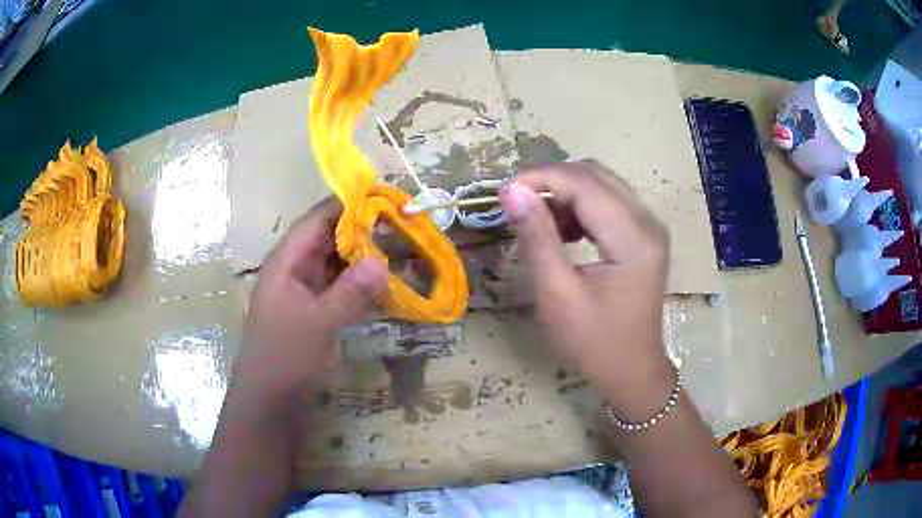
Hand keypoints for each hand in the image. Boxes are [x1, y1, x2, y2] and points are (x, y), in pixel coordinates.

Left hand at [236, 198, 388, 399]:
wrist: (269, 403)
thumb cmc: (285, 358)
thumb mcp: (318, 324)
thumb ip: (350, 292)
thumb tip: (382, 262)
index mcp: (287, 262)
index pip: (318, 219)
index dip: (348, 205)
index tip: (384, 197)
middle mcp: (296, 270)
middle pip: (331, 239)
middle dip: (364, 232)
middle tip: (403, 226)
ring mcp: (307, 293)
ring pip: (339, 265)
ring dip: (367, 259)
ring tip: (403, 251)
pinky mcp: (317, 314)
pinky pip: (343, 290)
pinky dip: (364, 287)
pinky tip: (389, 287)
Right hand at [500, 160, 673, 419]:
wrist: (633, 371)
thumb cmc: (595, 344)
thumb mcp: (558, 296)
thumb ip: (537, 239)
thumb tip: (512, 191)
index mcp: (632, 238)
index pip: (584, 183)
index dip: (540, 178)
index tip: (503, 194)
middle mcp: (647, 221)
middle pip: (594, 175)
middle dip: (550, 181)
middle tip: (516, 205)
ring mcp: (648, 226)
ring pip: (600, 184)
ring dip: (564, 193)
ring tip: (539, 223)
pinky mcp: (643, 234)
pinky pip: (607, 201)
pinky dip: (579, 207)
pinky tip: (563, 233)